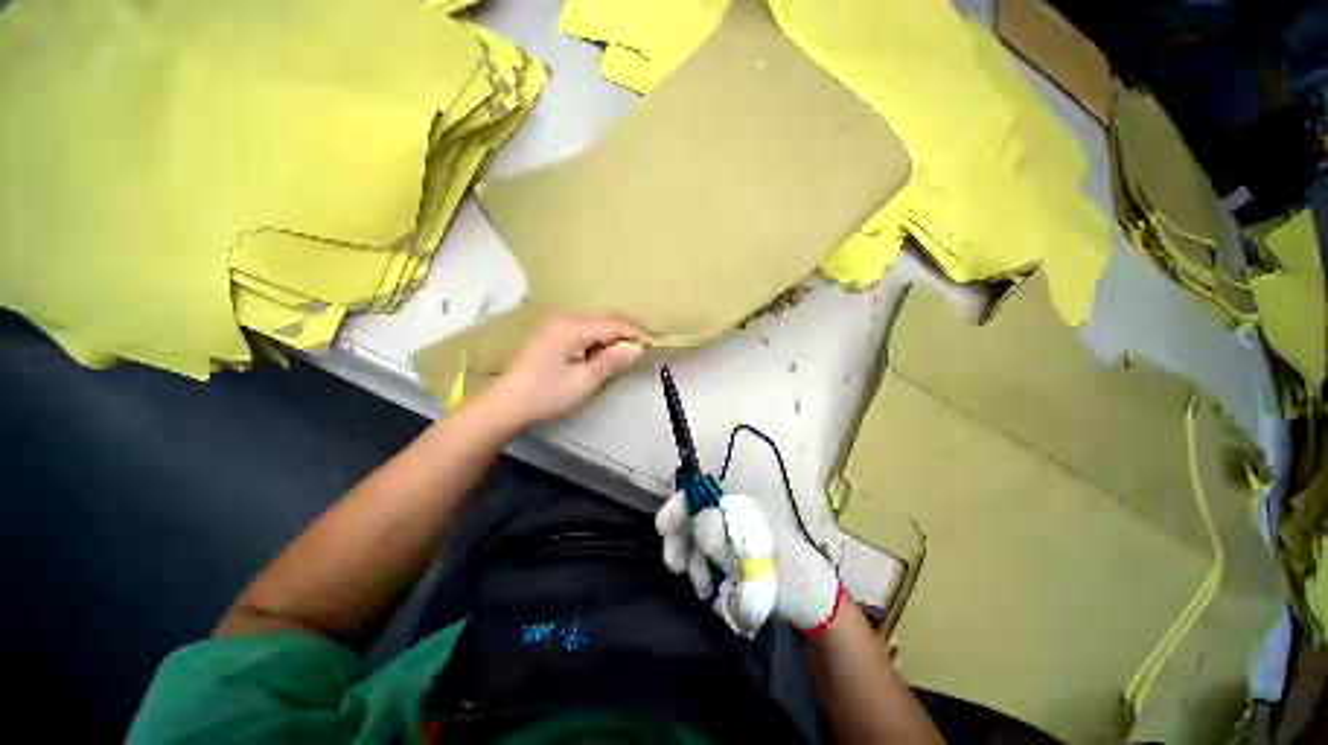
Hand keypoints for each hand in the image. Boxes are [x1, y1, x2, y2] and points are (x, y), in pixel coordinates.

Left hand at [484, 311, 644, 428]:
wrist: (508, 402)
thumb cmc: (546, 394)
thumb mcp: (584, 380)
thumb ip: (612, 360)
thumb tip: (638, 347)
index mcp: (570, 326)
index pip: (613, 323)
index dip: (637, 332)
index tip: (656, 343)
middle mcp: (564, 316)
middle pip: (606, 317)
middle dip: (628, 331)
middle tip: (646, 348)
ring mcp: (557, 321)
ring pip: (598, 320)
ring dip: (616, 333)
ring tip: (630, 351)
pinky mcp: (555, 329)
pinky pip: (587, 326)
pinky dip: (602, 336)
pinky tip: (608, 350)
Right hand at [656, 490, 842, 635]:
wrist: (811, 602)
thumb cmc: (787, 578)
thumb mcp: (754, 562)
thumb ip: (722, 541)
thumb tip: (696, 521)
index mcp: (737, 508)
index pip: (698, 494)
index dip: (678, 506)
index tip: (663, 529)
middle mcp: (730, 516)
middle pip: (692, 516)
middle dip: (679, 539)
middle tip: (674, 566)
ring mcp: (730, 536)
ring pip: (696, 539)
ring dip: (691, 560)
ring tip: (702, 587)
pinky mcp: (730, 555)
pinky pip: (706, 557)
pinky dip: (701, 570)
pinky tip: (707, 588)